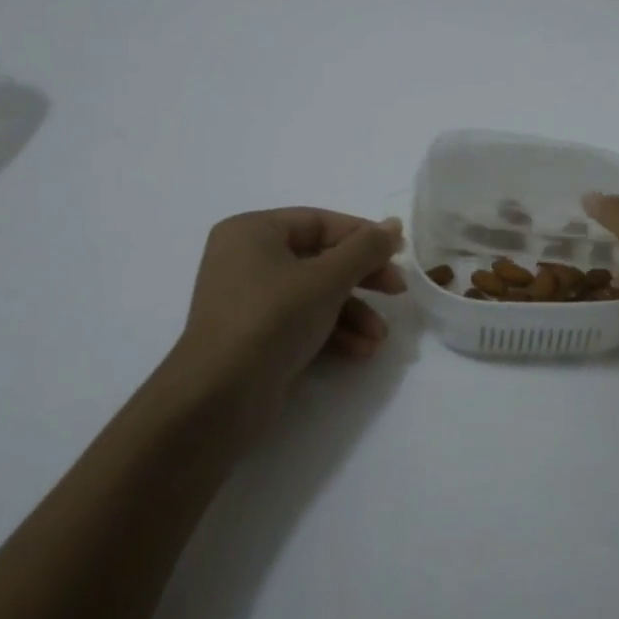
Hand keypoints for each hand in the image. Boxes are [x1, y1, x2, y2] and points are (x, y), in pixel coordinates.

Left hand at [166, 208, 406, 419]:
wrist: (218, 396)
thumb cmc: (272, 319)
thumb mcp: (326, 279)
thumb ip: (365, 249)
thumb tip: (394, 224)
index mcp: (253, 231)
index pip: (320, 222)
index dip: (363, 236)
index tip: (399, 254)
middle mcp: (247, 258)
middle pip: (320, 258)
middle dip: (362, 280)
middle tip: (397, 292)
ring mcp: (250, 299)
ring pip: (315, 294)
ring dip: (353, 313)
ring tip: (379, 337)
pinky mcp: (256, 334)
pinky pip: (302, 320)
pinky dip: (332, 332)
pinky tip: (360, 351)